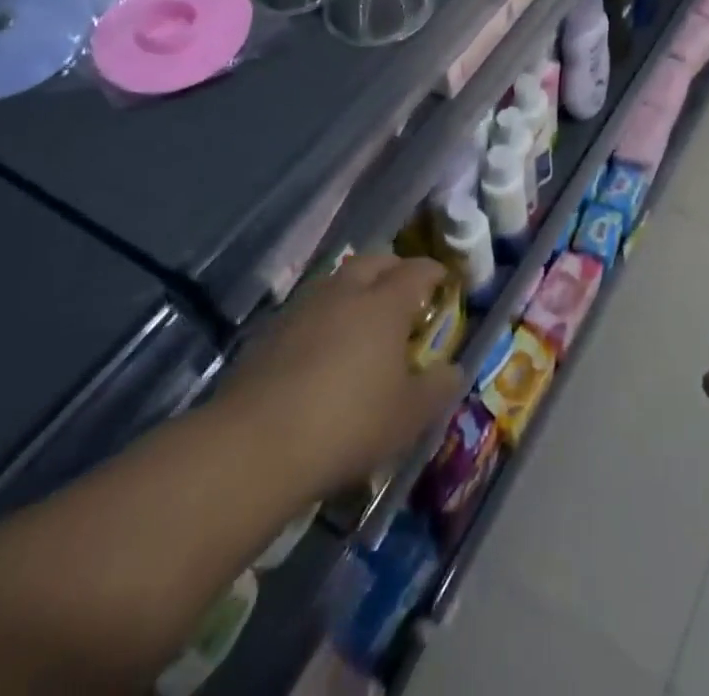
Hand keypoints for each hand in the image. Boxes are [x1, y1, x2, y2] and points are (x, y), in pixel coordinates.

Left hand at [216, 256, 462, 500]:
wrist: (254, 446)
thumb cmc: (348, 423)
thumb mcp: (408, 416)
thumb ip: (438, 389)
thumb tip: (454, 370)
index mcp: (384, 303)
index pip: (417, 271)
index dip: (434, 272)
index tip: (445, 281)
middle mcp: (345, 292)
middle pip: (374, 262)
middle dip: (393, 270)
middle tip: (404, 292)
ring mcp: (303, 308)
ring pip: (336, 282)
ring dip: (354, 290)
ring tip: (363, 319)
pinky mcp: (269, 333)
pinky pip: (308, 310)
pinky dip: (324, 318)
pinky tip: (323, 349)